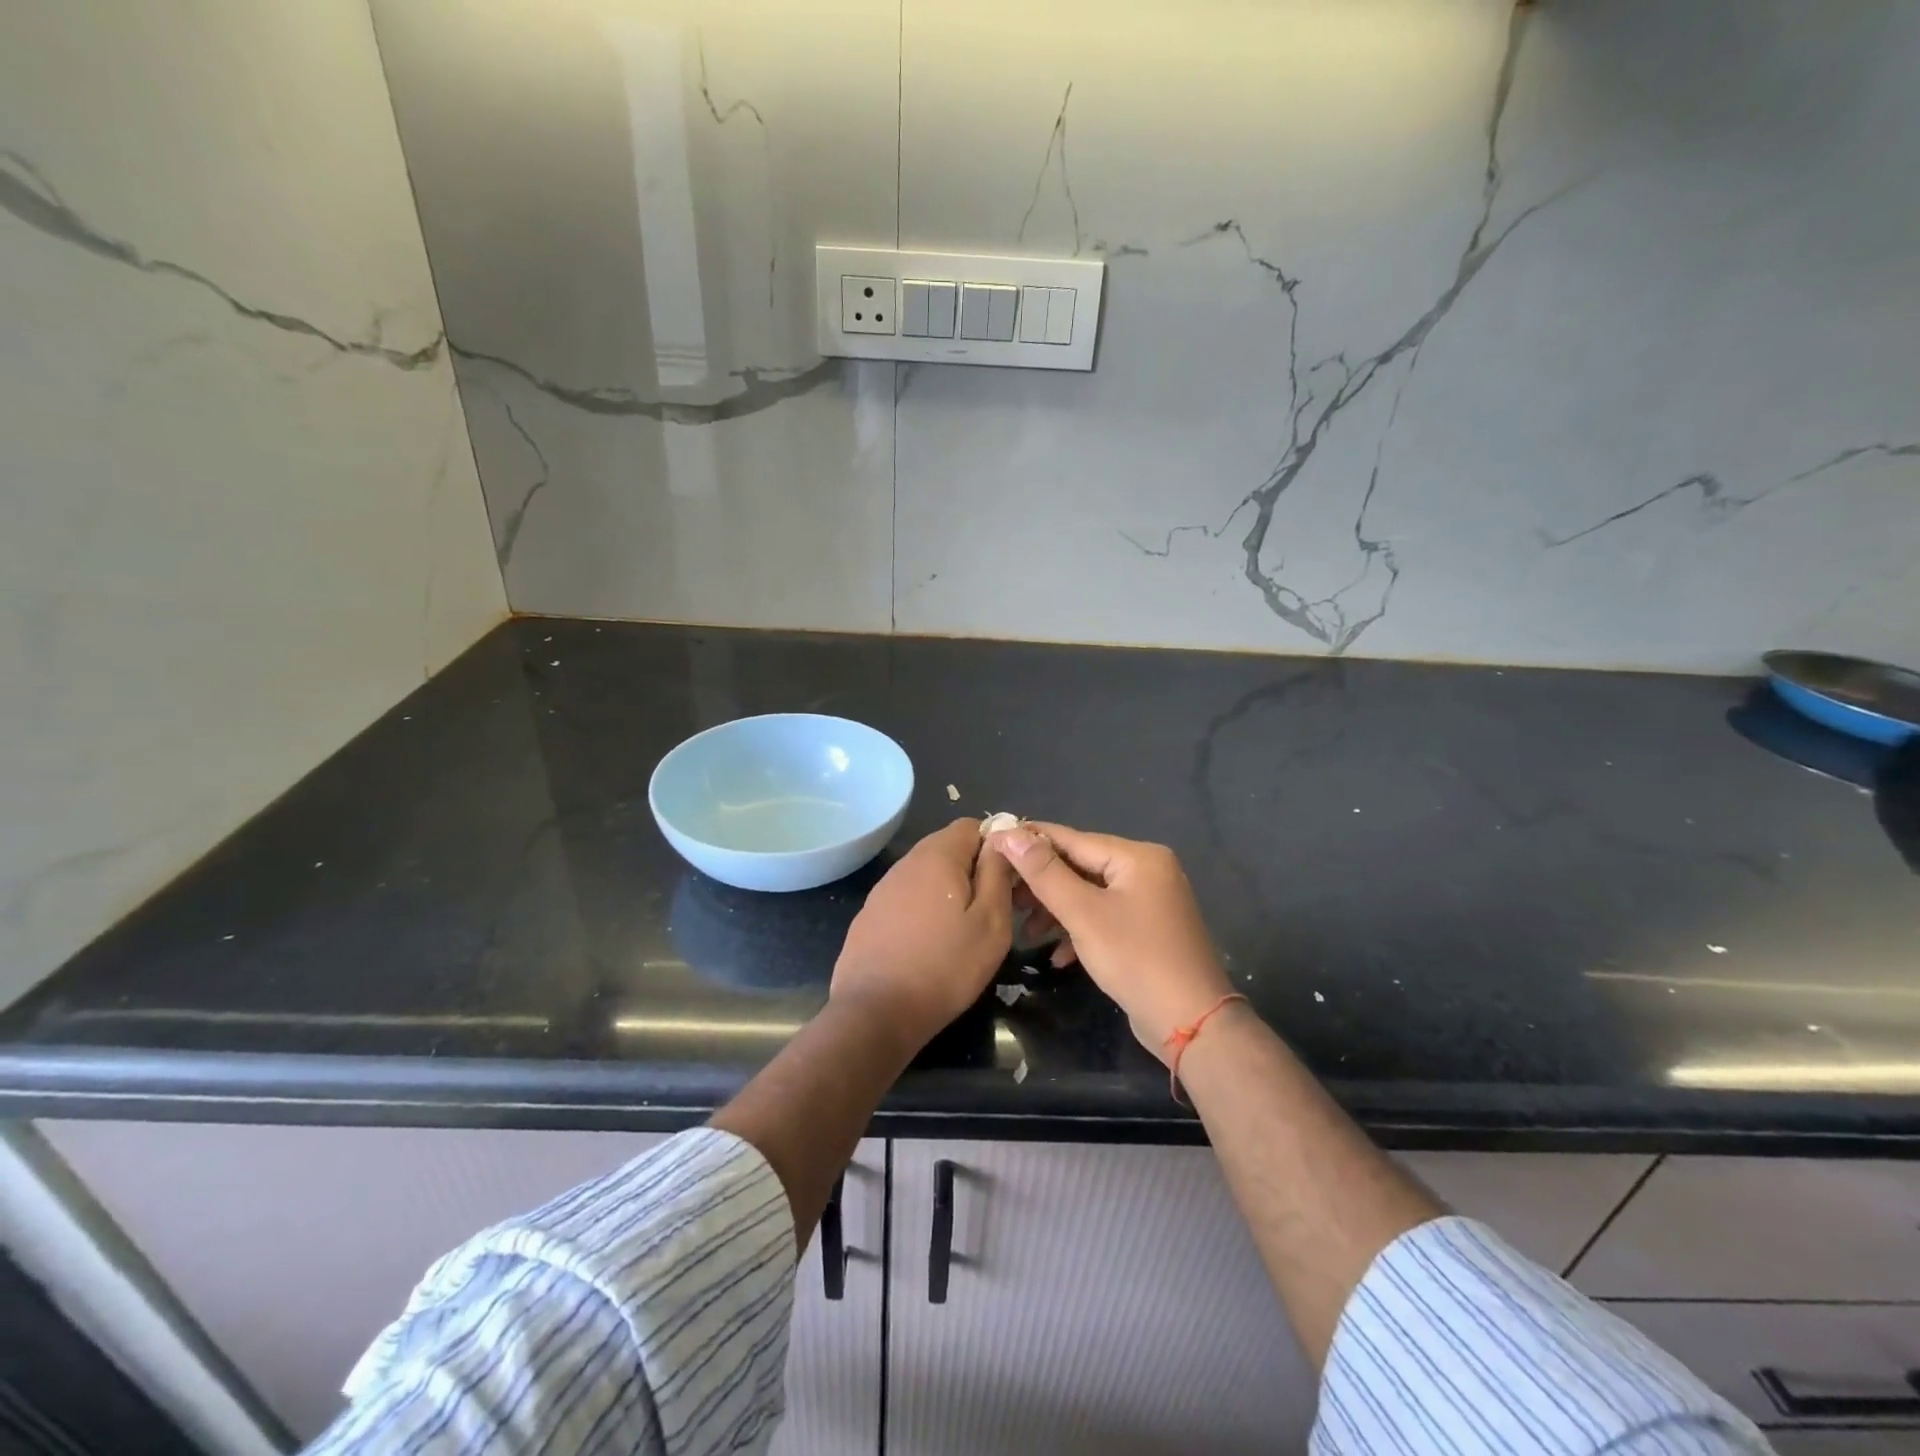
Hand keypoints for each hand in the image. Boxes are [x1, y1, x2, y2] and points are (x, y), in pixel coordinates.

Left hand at [832, 819, 1015, 1047]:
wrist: (875, 1012)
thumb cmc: (945, 967)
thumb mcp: (991, 922)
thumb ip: (997, 873)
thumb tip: (1001, 838)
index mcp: (937, 855)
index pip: (972, 825)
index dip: (996, 847)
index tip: (1009, 881)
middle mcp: (906, 862)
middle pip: (948, 848)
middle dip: (973, 870)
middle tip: (992, 910)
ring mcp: (883, 888)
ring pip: (927, 874)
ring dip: (948, 891)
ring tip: (962, 931)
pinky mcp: (870, 914)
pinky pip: (907, 898)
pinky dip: (924, 910)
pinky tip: (929, 944)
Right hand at [989, 823, 1234, 1063]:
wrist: (1191, 1024)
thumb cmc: (1136, 959)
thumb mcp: (1083, 914)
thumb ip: (1045, 872)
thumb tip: (1010, 832)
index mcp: (1137, 857)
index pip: (1072, 839)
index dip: (1029, 842)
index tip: (991, 844)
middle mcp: (1147, 871)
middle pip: (1080, 866)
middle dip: (1042, 884)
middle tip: (1006, 898)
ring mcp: (1150, 901)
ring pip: (1090, 894)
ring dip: (1057, 911)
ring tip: (1027, 932)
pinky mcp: (1147, 930)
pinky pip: (1104, 918)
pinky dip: (1080, 931)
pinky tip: (1058, 957)